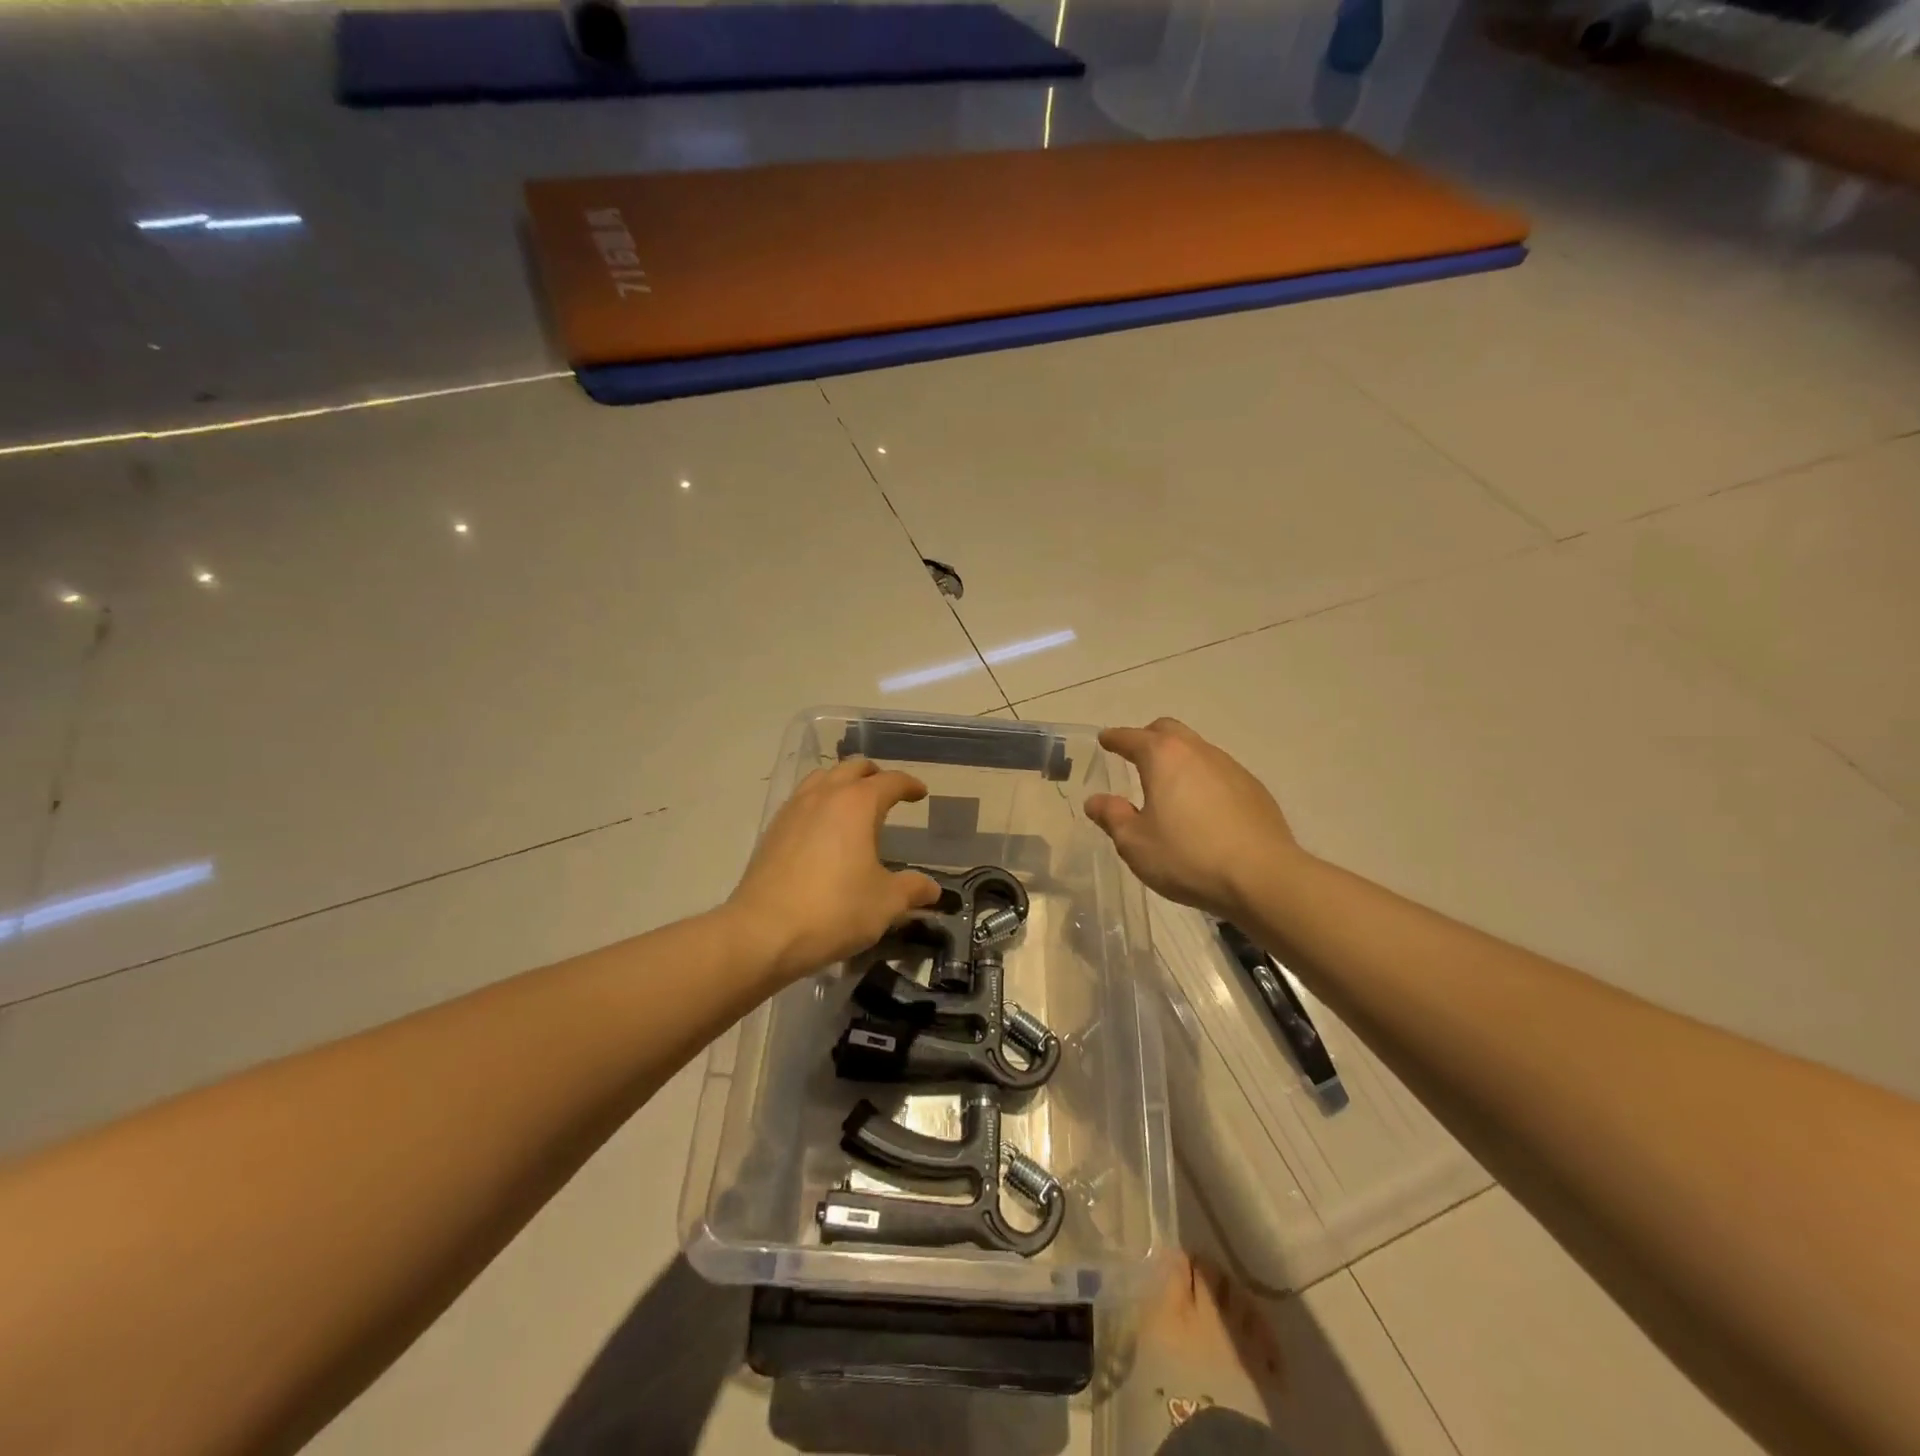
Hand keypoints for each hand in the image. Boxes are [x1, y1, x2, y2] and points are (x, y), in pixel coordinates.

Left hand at [727, 757, 941, 983]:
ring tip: (854, 804)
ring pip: (822, 778)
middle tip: (888, 793)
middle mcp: (824, 796)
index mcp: (857, 804)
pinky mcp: (773, 830)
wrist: (762, 933)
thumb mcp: (885, 903)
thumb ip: (912, 889)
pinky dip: (819, 801)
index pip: (890, 781)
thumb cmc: (834, 911)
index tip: (920, 794)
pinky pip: (802, 799)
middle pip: (853, 769)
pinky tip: (823, 829)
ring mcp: (793, 810)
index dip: (909, 785)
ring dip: (843, 783)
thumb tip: (932, 889)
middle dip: (874, 775)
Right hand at [1084, 718, 1298, 919]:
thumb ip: (1112, 816)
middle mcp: (1198, 751)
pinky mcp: (1253, 789)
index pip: (1132, 737)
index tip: (1105, 740)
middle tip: (1135, 756)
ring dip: (1178, 760)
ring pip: (1197, 750)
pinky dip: (1202, 780)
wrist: (1263, 877)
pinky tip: (1201, 809)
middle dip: (1148, 738)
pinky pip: (1218, 773)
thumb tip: (1095, 801)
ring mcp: (1231, 767)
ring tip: (1168, 787)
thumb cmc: (1188, 856)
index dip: (1114, 738)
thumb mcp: (1135, 843)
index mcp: (1164, 757)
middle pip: (1168, 731)